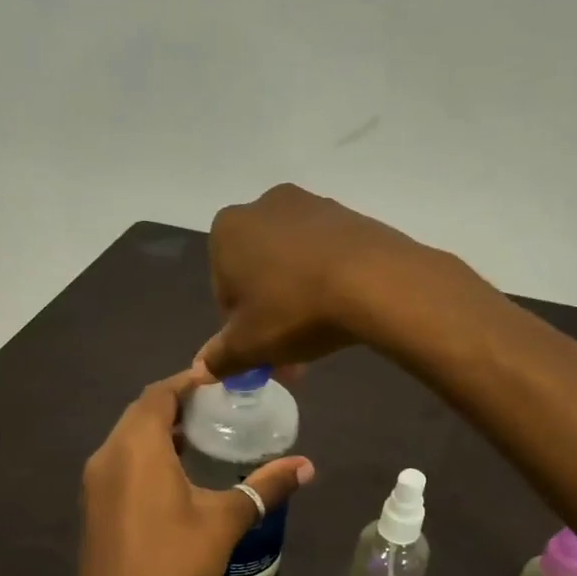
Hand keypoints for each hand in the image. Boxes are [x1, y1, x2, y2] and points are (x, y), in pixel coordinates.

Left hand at [73, 370, 313, 575]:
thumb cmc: (172, 560)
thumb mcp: (225, 520)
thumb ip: (264, 487)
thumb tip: (306, 466)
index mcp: (137, 445)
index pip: (160, 393)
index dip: (189, 381)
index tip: (221, 380)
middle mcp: (109, 452)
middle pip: (141, 411)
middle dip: (177, 404)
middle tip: (218, 408)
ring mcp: (96, 480)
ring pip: (128, 437)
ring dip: (161, 430)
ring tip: (203, 438)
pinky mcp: (93, 503)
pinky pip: (121, 461)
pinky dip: (147, 454)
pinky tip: (176, 476)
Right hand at [195, 184, 437, 378]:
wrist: (374, 281)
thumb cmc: (294, 310)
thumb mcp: (250, 344)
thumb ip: (220, 357)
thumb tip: (202, 370)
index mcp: (227, 230)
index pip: (223, 290)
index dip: (240, 327)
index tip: (261, 352)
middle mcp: (263, 207)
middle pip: (258, 274)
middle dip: (270, 315)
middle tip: (291, 356)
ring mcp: (310, 205)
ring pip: (292, 264)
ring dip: (298, 300)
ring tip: (320, 337)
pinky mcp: (348, 214)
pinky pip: (325, 255)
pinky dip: (326, 280)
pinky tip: (342, 309)